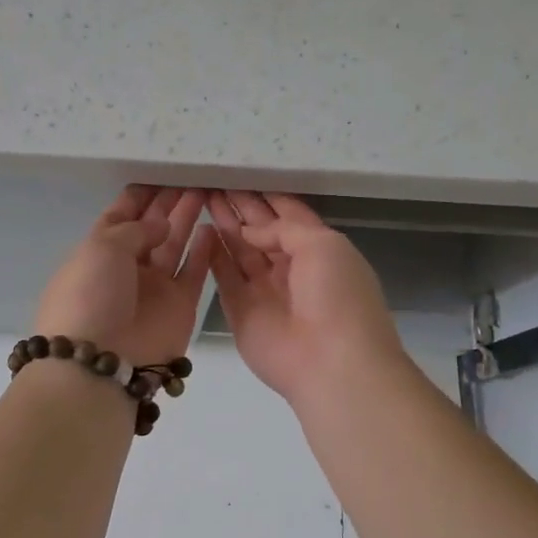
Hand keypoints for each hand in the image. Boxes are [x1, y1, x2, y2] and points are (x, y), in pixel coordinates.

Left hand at [33, 186, 214, 365]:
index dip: (140, 196)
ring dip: (187, 219)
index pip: (120, 215)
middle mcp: (127, 267)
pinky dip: (204, 250)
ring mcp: (154, 287)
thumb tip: (161, 226)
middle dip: (168, 203)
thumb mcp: (102, 247)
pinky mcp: (180, 306)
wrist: (101, 360)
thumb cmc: (91, 295)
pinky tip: (214, 227)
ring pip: (174, 245)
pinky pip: (194, 272)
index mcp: (99, 250)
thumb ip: (136, 229)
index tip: (162, 173)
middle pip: (151, 228)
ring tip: (205, 192)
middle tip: (192, 177)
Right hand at [209, 191, 404, 401]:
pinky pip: (224, 278)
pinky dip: (213, 256)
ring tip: (202, 197)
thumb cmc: (337, 296)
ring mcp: (265, 290)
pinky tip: (200, 231)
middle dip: (240, 207)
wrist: (332, 364)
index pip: (289, 215)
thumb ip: (284, 228)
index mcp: (319, 249)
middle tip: (213, 182)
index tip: (241, 173)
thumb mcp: (322, 245)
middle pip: (261, 231)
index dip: (266, 196)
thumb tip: (250, 231)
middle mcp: (291, 268)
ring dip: (224, 225)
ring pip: (240, 251)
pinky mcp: (241, 311)